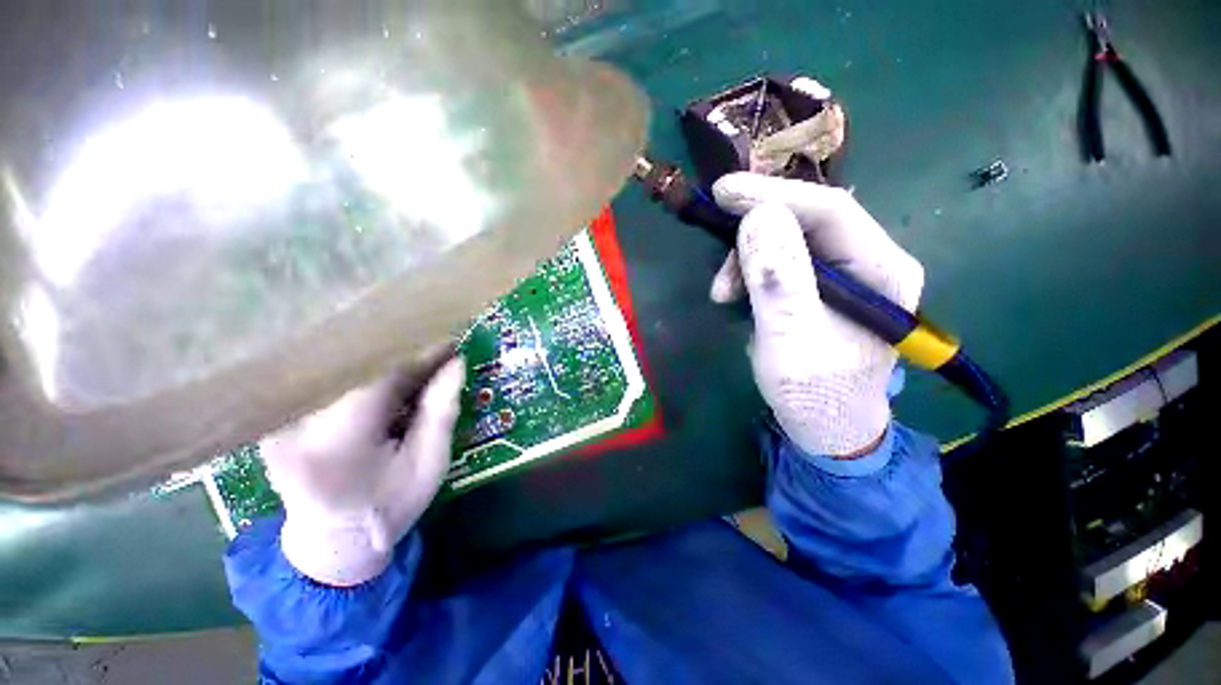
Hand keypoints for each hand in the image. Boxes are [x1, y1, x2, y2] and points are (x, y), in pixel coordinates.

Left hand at [258, 357, 464, 585]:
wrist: (331, 544)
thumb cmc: (389, 508)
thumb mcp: (429, 465)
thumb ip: (441, 412)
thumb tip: (456, 362)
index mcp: (336, 444)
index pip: (376, 376)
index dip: (416, 354)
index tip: (448, 342)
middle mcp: (294, 426)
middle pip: (353, 366)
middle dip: (399, 354)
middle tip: (434, 353)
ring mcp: (277, 421)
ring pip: (339, 369)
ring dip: (380, 362)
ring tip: (412, 365)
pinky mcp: (275, 417)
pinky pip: (325, 380)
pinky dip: (359, 375)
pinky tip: (382, 381)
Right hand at [710, 173, 923, 456]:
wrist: (825, 426)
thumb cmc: (815, 392)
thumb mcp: (790, 340)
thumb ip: (779, 281)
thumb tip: (758, 218)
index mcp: (883, 271)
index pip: (830, 211)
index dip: (774, 195)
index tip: (724, 192)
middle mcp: (869, 262)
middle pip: (807, 220)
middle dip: (755, 231)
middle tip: (717, 252)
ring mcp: (844, 274)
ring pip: (788, 239)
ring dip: (748, 258)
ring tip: (722, 292)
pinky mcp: (819, 286)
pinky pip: (780, 260)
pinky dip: (751, 271)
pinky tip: (735, 293)